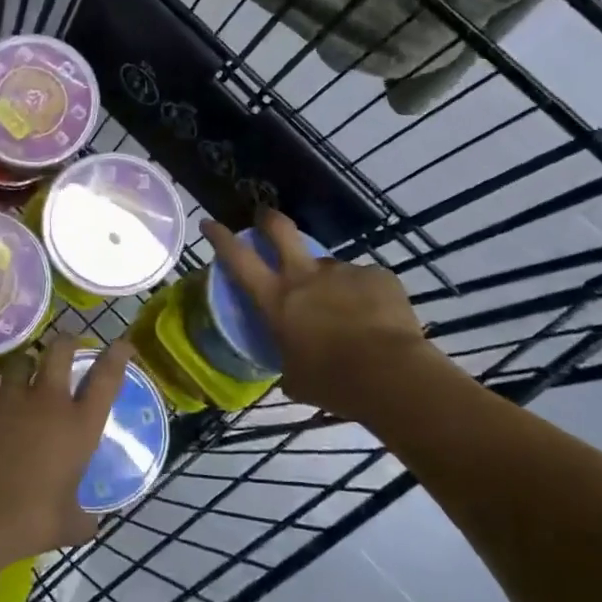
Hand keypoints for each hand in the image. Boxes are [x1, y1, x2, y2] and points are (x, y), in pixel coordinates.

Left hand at [0, 337, 131, 565]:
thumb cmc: (28, 520)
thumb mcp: (68, 525)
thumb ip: (83, 517)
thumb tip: (90, 523)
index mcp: (78, 425)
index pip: (106, 378)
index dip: (117, 355)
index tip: (123, 344)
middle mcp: (46, 400)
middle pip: (60, 350)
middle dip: (66, 343)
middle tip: (66, 345)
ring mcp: (8, 395)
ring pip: (19, 361)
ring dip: (24, 366)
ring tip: (22, 375)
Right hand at [201, 211, 447, 418]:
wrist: (391, 376)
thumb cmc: (332, 383)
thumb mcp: (295, 378)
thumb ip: (289, 358)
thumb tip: (293, 362)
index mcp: (276, 299)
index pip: (237, 258)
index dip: (220, 237)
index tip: (209, 223)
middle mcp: (305, 276)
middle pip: (280, 230)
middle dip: (269, 219)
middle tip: (266, 218)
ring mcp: (343, 272)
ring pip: (329, 268)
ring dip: (330, 284)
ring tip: (348, 314)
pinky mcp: (378, 275)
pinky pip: (366, 282)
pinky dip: (367, 297)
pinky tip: (378, 321)